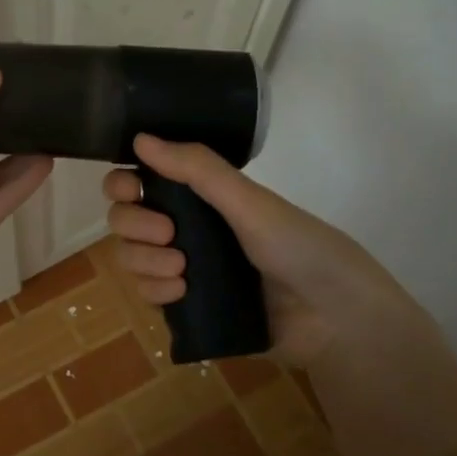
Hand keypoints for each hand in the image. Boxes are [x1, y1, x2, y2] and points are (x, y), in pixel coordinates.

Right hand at [101, 134, 438, 371]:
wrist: (333, 318)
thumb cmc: (298, 247)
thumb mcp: (249, 202)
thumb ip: (197, 170)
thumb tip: (140, 137)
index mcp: (200, 195)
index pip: (140, 181)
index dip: (124, 183)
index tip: (130, 189)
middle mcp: (185, 226)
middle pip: (125, 219)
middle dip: (134, 225)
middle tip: (168, 234)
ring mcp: (183, 267)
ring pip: (131, 257)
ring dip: (144, 260)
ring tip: (180, 270)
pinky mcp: (186, 305)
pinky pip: (146, 293)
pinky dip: (154, 290)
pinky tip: (181, 292)